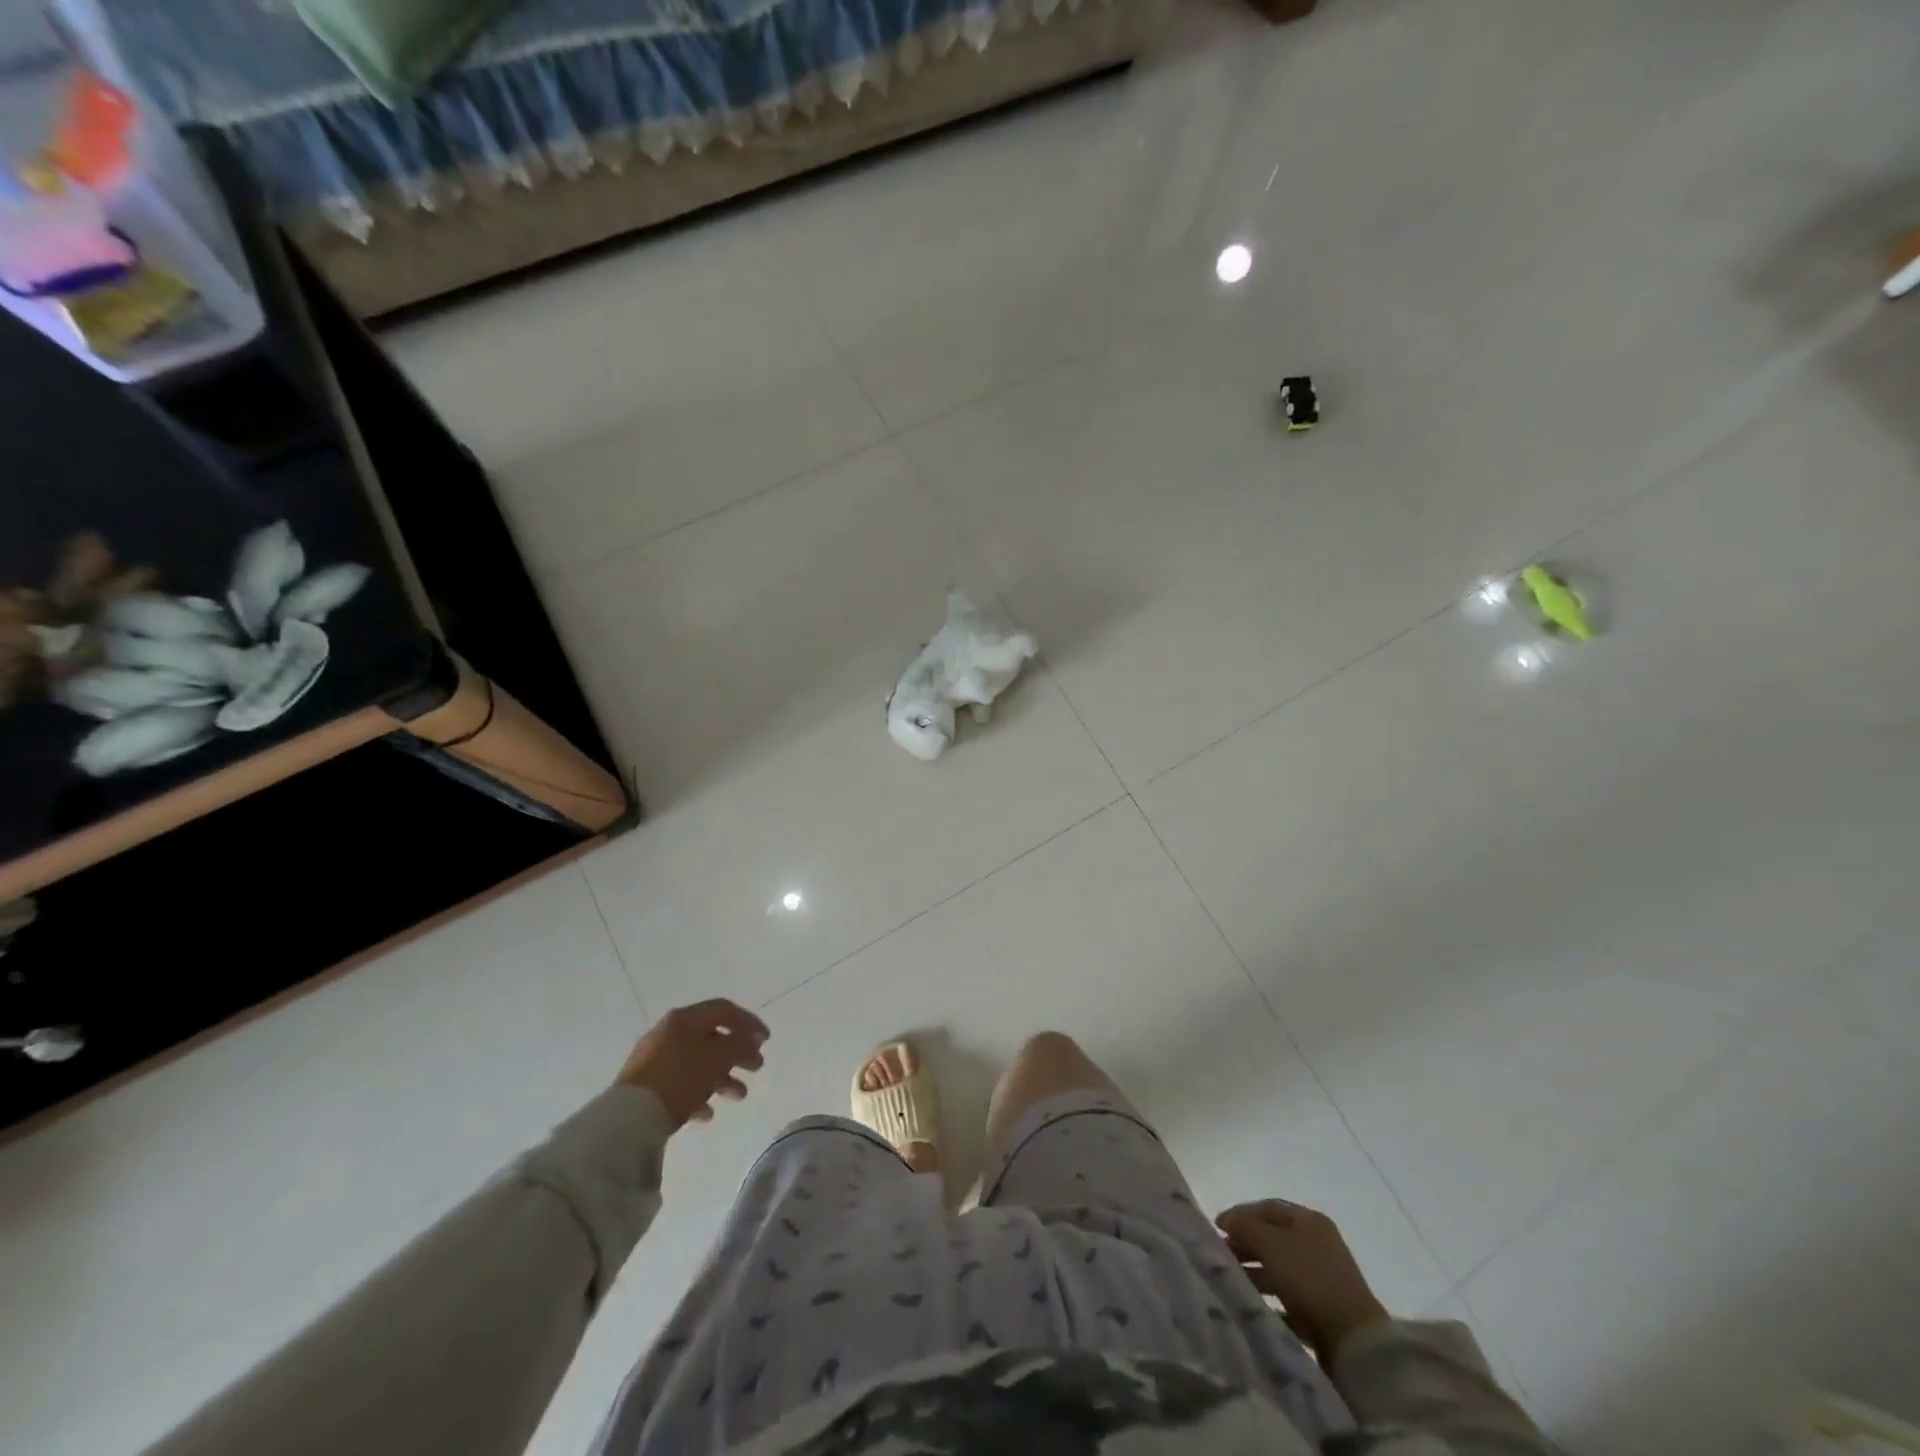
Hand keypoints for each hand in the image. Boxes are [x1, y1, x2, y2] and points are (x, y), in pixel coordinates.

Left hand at [616, 999, 768, 1128]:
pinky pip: (680, 1083)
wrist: (628, 1119)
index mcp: (684, 1019)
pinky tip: (707, 1113)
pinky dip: (698, 1093)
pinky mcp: (646, 1086)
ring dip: (722, 1076)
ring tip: (738, 1095)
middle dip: (737, 1052)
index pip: (724, 1010)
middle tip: (757, 1067)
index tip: (766, 1041)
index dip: (748, 1022)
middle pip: (712, 1037)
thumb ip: (739, 1045)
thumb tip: (752, 1038)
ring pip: (698, 1062)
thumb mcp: (716, 1059)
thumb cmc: (678, 1078)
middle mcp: (669, 1033)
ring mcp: (655, 1059)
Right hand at [1215, 1199, 1388, 1364]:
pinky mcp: (1324, 1310)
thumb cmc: (1309, 1279)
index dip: (1239, 1214)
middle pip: (1273, 1237)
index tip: (1216, 1227)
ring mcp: (1323, 1278)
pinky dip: (1271, 1300)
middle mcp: (1318, 1244)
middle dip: (1245, 1244)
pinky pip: (1290, 1299)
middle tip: (1221, 1255)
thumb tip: (1228, 1221)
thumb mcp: (1270, 1244)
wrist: (1354, 1340)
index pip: (1267, 1207)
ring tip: (1232, 1281)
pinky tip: (1254, 1306)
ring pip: (1279, 1268)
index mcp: (1309, 1220)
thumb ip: (1245, 1227)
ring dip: (1255, 1273)